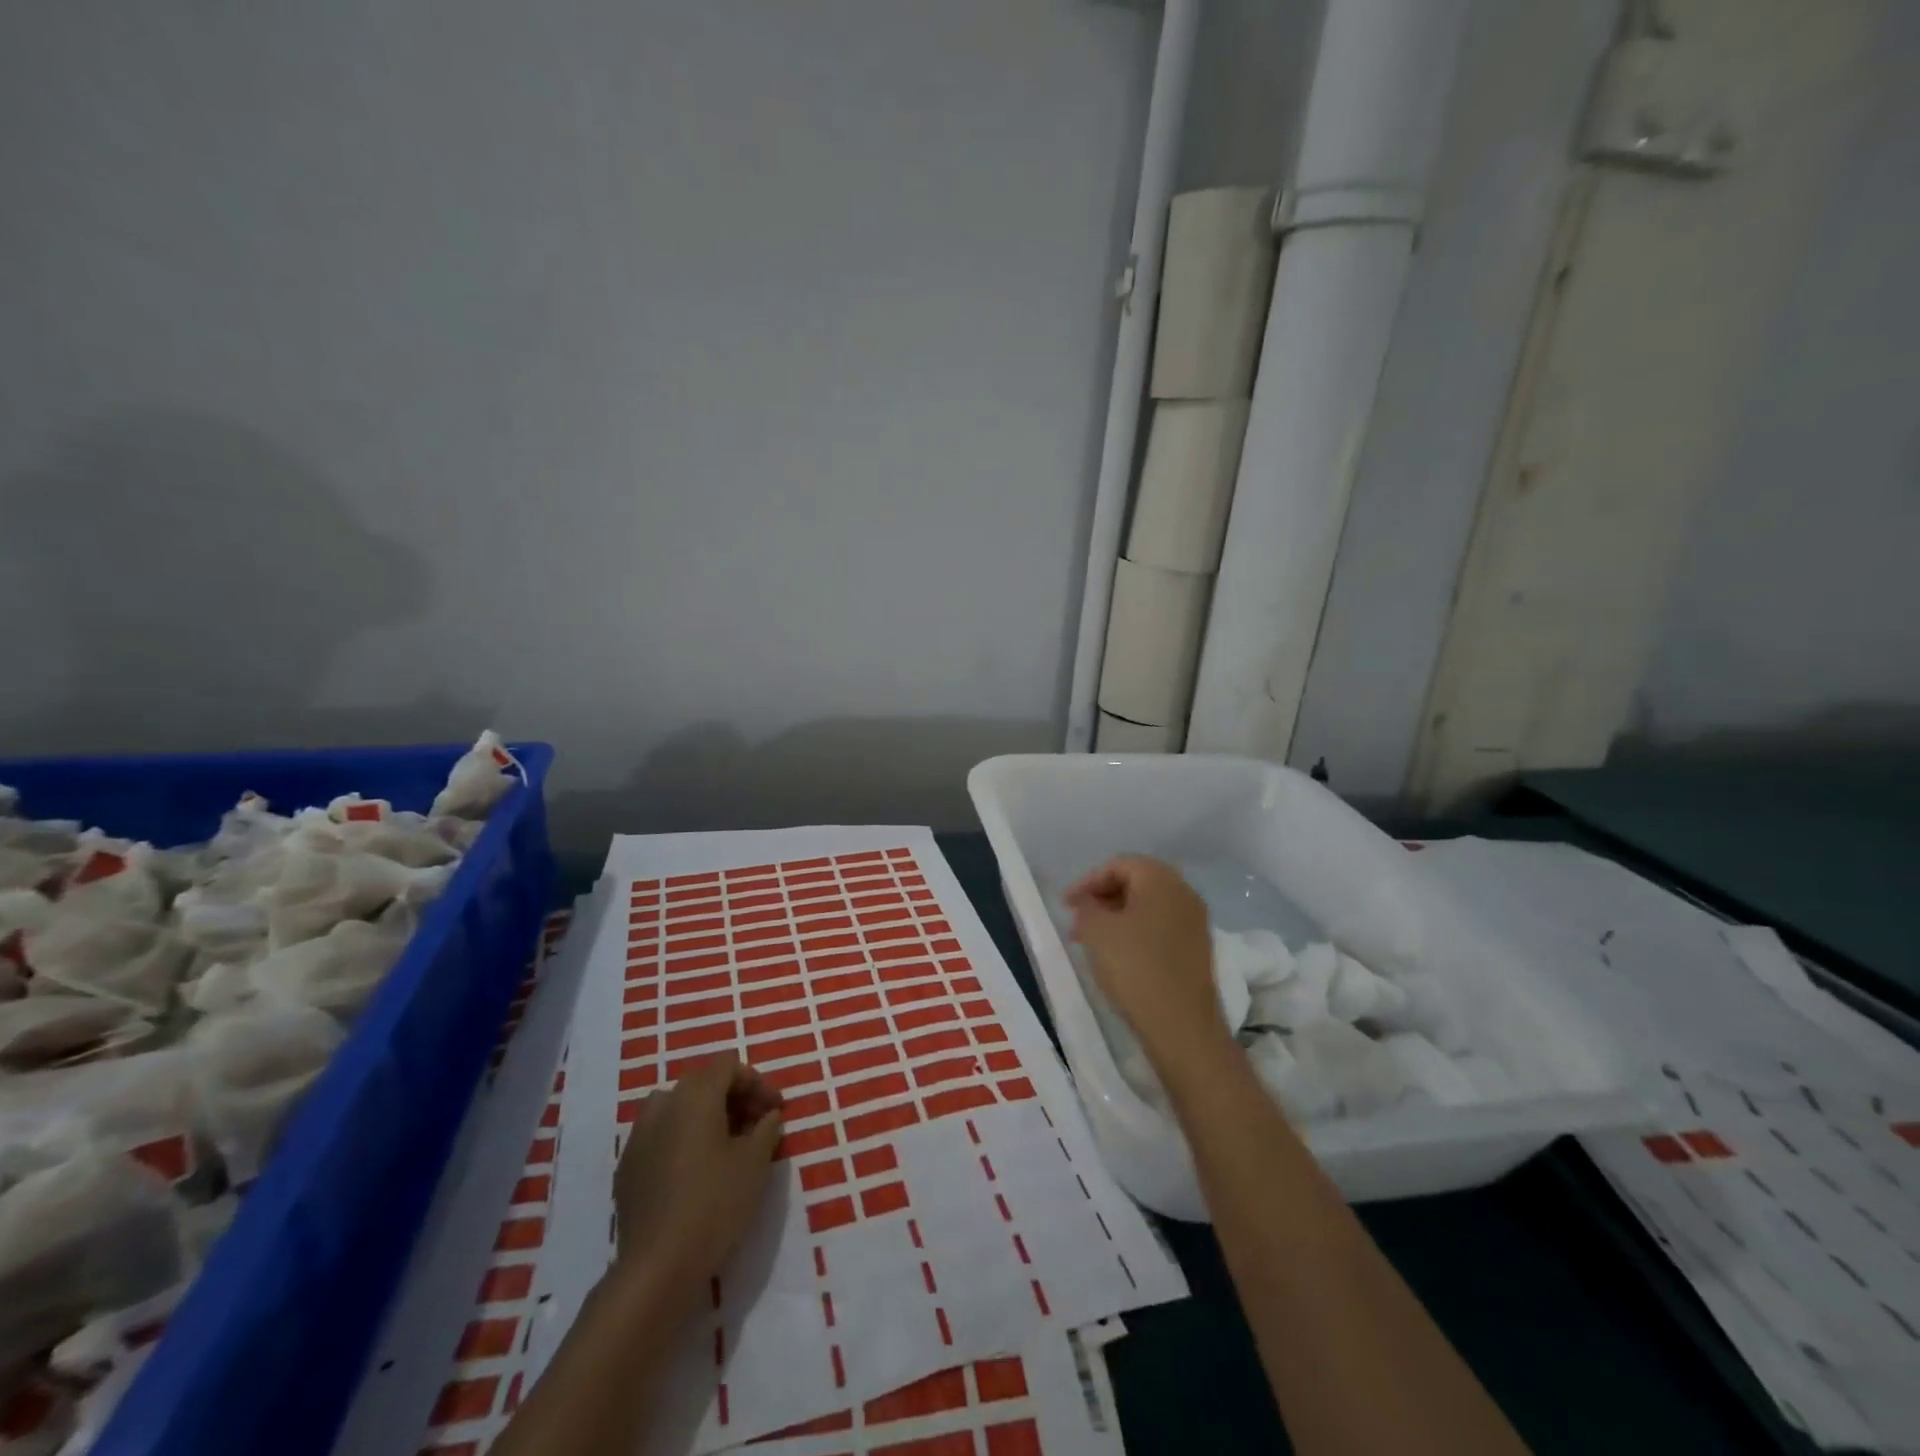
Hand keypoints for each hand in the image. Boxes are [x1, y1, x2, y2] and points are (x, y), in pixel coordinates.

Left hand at [612, 1055, 783, 1291]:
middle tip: (757, 1125)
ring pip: (678, 1108)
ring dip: (705, 1116)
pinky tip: (696, 1170)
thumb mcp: (755, 1162)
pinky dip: (682, 1139)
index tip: (777, 1110)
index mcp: (695, 1095)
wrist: (657, 1267)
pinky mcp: (626, 1168)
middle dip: (733, 1098)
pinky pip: (660, 1136)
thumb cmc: (715, 1204)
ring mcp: (638, 1136)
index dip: (758, 1083)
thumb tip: (768, 1116)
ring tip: (726, 1145)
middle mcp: (663, 1105)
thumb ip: (766, 1129)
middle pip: (703, 1083)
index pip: (729, 1066)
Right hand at [1065, 855, 1226, 1074]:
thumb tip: (1089, 903)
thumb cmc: (1135, 968)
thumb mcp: (1097, 931)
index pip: (1119, 864)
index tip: (1066, 905)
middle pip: (1136, 882)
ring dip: (1117, 917)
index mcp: (1161, 879)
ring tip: (1092, 941)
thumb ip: (1087, 907)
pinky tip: (1118, 956)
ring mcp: (1195, 922)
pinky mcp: (1197, 949)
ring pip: (1148, 907)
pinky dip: (1136, 933)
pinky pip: (1160, 927)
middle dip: (1103, 897)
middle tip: (1077, 920)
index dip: (1088, 881)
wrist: (1182, 1026)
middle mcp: (1184, 893)